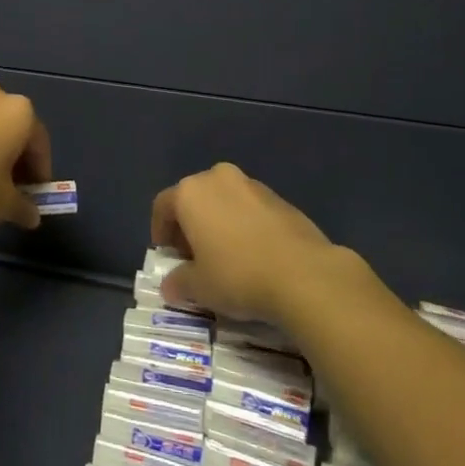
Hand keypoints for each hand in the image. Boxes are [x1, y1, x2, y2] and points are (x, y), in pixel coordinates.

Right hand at [151, 163, 341, 324]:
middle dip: (190, 225)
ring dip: (219, 223)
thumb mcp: (200, 287)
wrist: (304, 274)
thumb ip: (179, 282)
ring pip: (224, 200)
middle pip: (194, 198)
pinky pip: (250, 208)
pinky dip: (245, 225)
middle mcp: (217, 178)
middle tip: (195, 257)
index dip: (160, 231)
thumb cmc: (238, 275)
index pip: (163, 206)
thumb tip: (169, 285)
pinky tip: (255, 254)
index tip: (167, 256)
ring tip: (227, 256)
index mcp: (190, 192)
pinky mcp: (280, 198)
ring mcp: (251, 184)